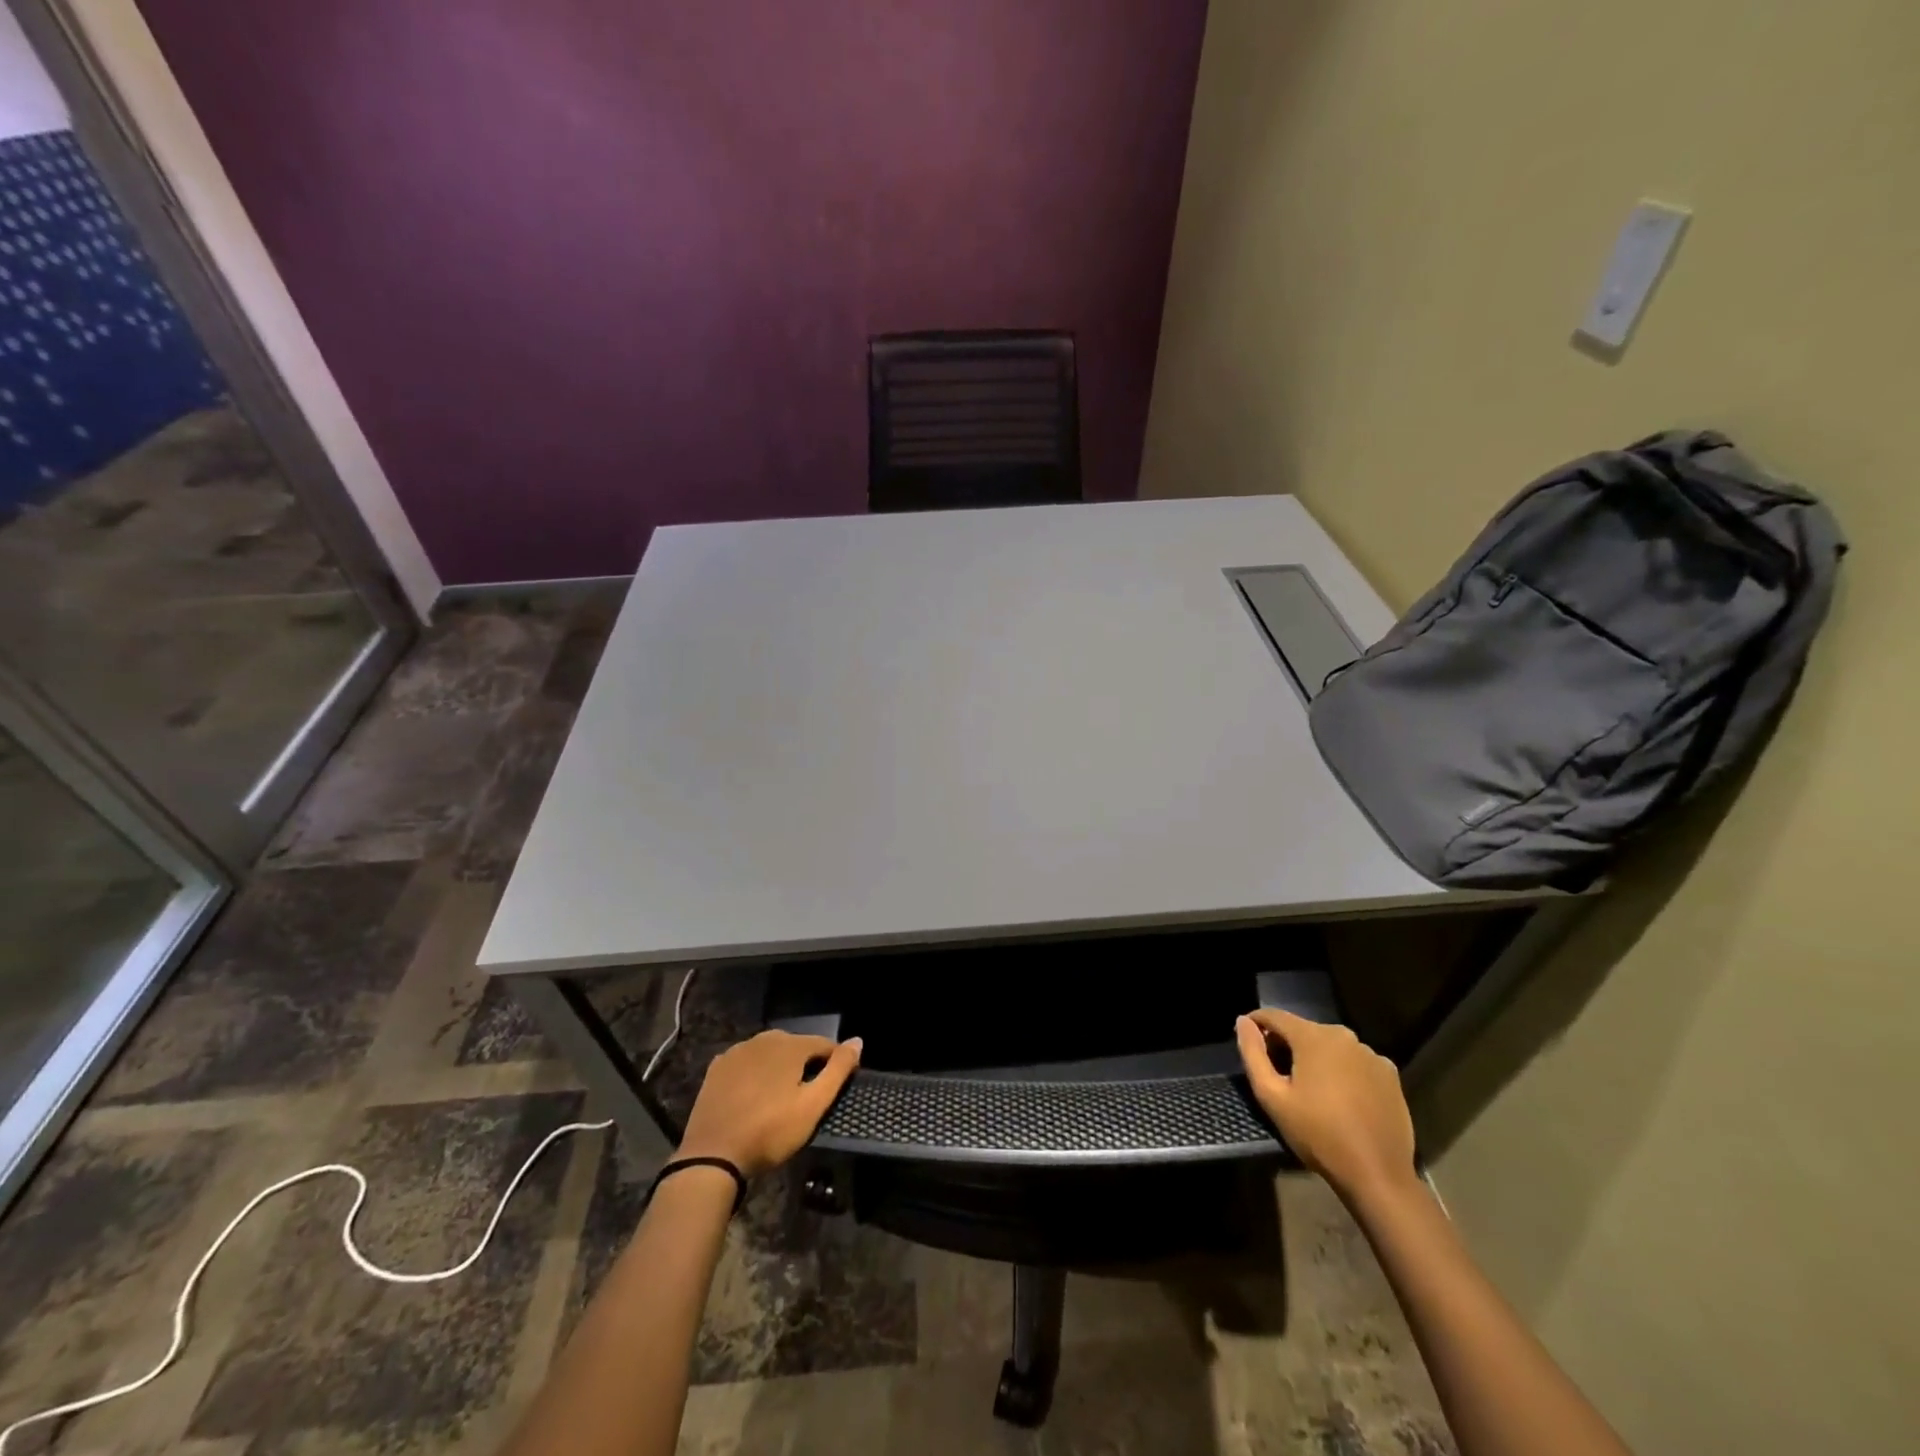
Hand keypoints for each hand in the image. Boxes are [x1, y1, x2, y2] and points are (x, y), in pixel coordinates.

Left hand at [674, 1030, 861, 1176]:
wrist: (712, 1156)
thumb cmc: (770, 1132)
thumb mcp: (812, 1106)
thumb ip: (837, 1070)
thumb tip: (858, 1040)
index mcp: (790, 1044)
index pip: (824, 1045)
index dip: (834, 1063)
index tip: (835, 1087)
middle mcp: (764, 1038)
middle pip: (796, 1046)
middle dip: (805, 1064)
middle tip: (806, 1096)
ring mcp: (737, 1051)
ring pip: (769, 1052)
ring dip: (779, 1067)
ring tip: (780, 1097)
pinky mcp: (717, 1067)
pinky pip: (746, 1062)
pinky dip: (754, 1072)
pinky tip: (753, 1095)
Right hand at [1235, 1009, 1417, 1201]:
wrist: (1377, 1175)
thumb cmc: (1318, 1134)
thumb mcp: (1272, 1096)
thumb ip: (1253, 1054)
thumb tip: (1243, 1021)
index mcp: (1313, 1037)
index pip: (1275, 1016)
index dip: (1256, 1023)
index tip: (1246, 1038)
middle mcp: (1344, 1036)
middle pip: (1304, 1030)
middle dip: (1286, 1044)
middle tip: (1276, 1072)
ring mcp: (1371, 1054)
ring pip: (1331, 1046)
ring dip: (1315, 1057)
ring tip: (1310, 1088)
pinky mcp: (1390, 1075)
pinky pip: (1355, 1062)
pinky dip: (1342, 1070)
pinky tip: (1341, 1097)